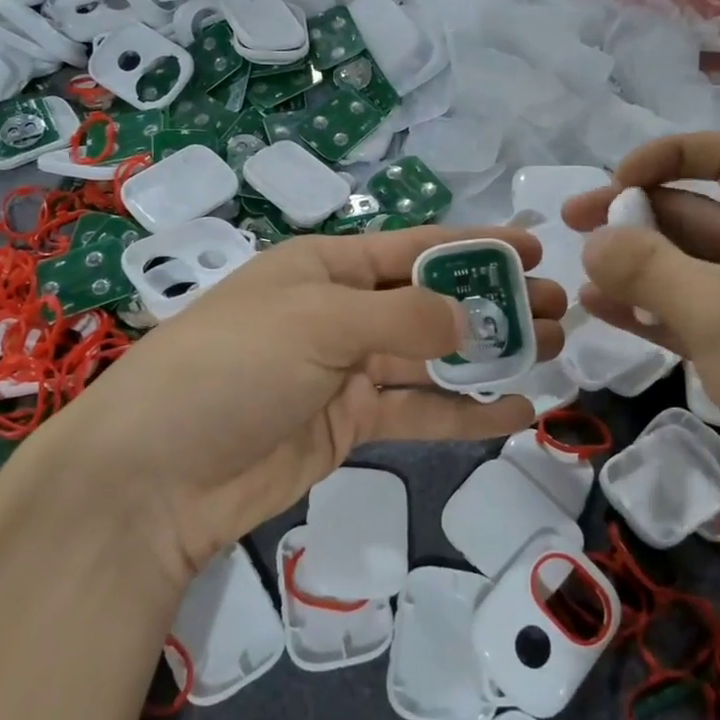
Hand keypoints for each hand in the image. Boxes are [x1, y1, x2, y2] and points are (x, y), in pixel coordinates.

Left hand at [39, 227, 564, 582]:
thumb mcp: (319, 322)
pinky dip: (464, 413)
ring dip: (490, 357)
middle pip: (432, 302)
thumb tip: (468, 322)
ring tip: (555, 352)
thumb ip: (403, 318)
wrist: (156, 475)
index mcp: (326, 266)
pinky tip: (517, 412)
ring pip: (433, 359)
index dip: (477, 245)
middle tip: (563, 309)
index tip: (536, 249)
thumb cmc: (233, 367)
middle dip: (495, 303)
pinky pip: (418, 413)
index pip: (415, 247)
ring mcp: (345, 371)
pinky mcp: (348, 425)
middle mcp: (340, 311)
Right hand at [563, 132, 719, 565]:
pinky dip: (640, 310)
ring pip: (679, 269)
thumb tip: (593, 241)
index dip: (668, 156)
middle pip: (691, 213)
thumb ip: (649, 267)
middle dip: (632, 215)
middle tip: (570, 226)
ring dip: (630, 265)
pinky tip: (599, 310)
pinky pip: (678, 317)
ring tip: (577, 273)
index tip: (615, 181)